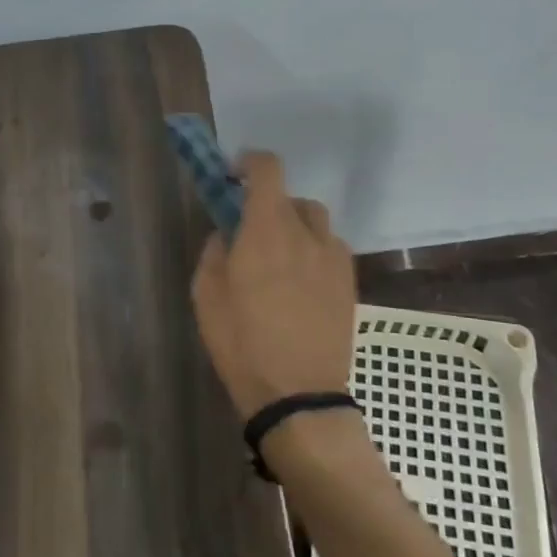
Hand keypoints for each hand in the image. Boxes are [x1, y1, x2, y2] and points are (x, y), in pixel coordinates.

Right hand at [190, 150, 355, 419]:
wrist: (298, 394)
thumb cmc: (242, 344)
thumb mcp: (206, 295)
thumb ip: (215, 251)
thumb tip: (227, 233)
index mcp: (266, 230)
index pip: (268, 170)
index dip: (250, 162)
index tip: (233, 176)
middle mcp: (306, 234)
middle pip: (291, 197)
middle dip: (269, 205)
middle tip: (251, 233)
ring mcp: (334, 258)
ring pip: (316, 222)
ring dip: (295, 227)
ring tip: (280, 259)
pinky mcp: (350, 282)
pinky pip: (331, 249)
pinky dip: (314, 251)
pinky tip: (302, 283)